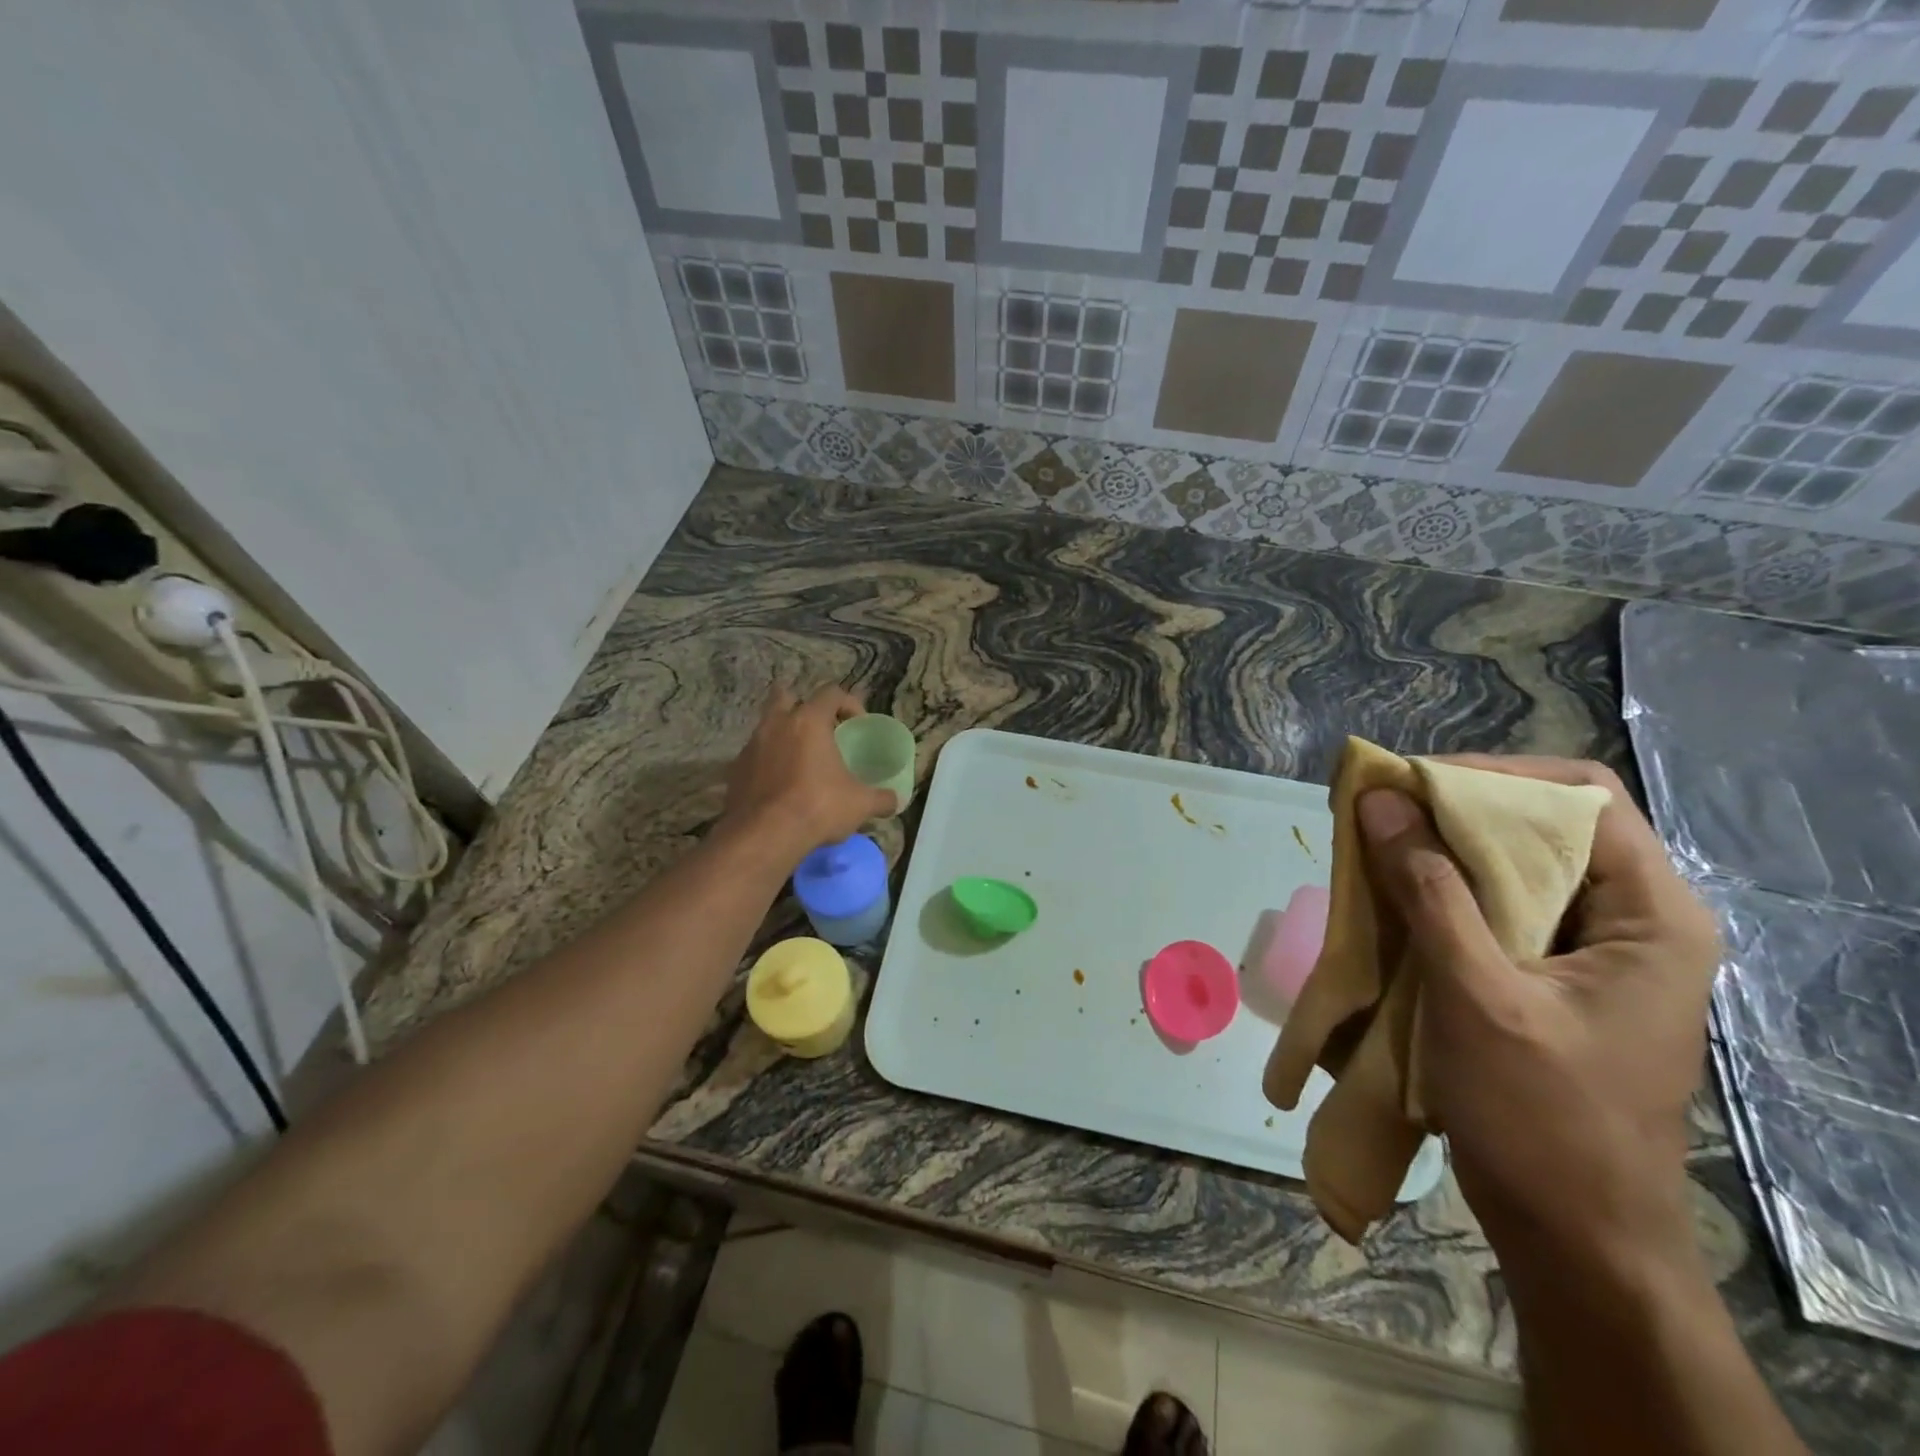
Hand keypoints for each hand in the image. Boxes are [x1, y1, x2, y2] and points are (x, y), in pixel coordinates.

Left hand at [721, 686, 896, 859]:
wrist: (764, 835)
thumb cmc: (818, 807)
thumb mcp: (860, 804)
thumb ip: (881, 798)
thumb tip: (896, 800)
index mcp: (808, 721)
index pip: (831, 693)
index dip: (848, 702)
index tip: (857, 724)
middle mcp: (776, 724)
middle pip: (785, 696)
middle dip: (801, 706)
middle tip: (818, 730)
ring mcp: (751, 746)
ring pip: (767, 727)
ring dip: (783, 736)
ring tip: (800, 762)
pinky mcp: (735, 770)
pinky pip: (754, 756)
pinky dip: (768, 764)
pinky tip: (780, 787)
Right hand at [1356, 757, 1720, 1267]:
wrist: (1573, 1235)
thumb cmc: (1541, 1118)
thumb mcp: (1477, 995)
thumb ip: (1429, 890)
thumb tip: (1381, 800)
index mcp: (1652, 915)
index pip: (1581, 797)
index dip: (1493, 777)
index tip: (1410, 786)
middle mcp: (1630, 918)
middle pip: (1545, 823)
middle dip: (1455, 809)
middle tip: (1379, 812)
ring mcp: (1592, 948)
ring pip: (1514, 863)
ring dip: (1441, 848)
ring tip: (1375, 846)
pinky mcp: (1552, 973)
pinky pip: (1495, 904)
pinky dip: (1440, 888)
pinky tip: (1393, 895)